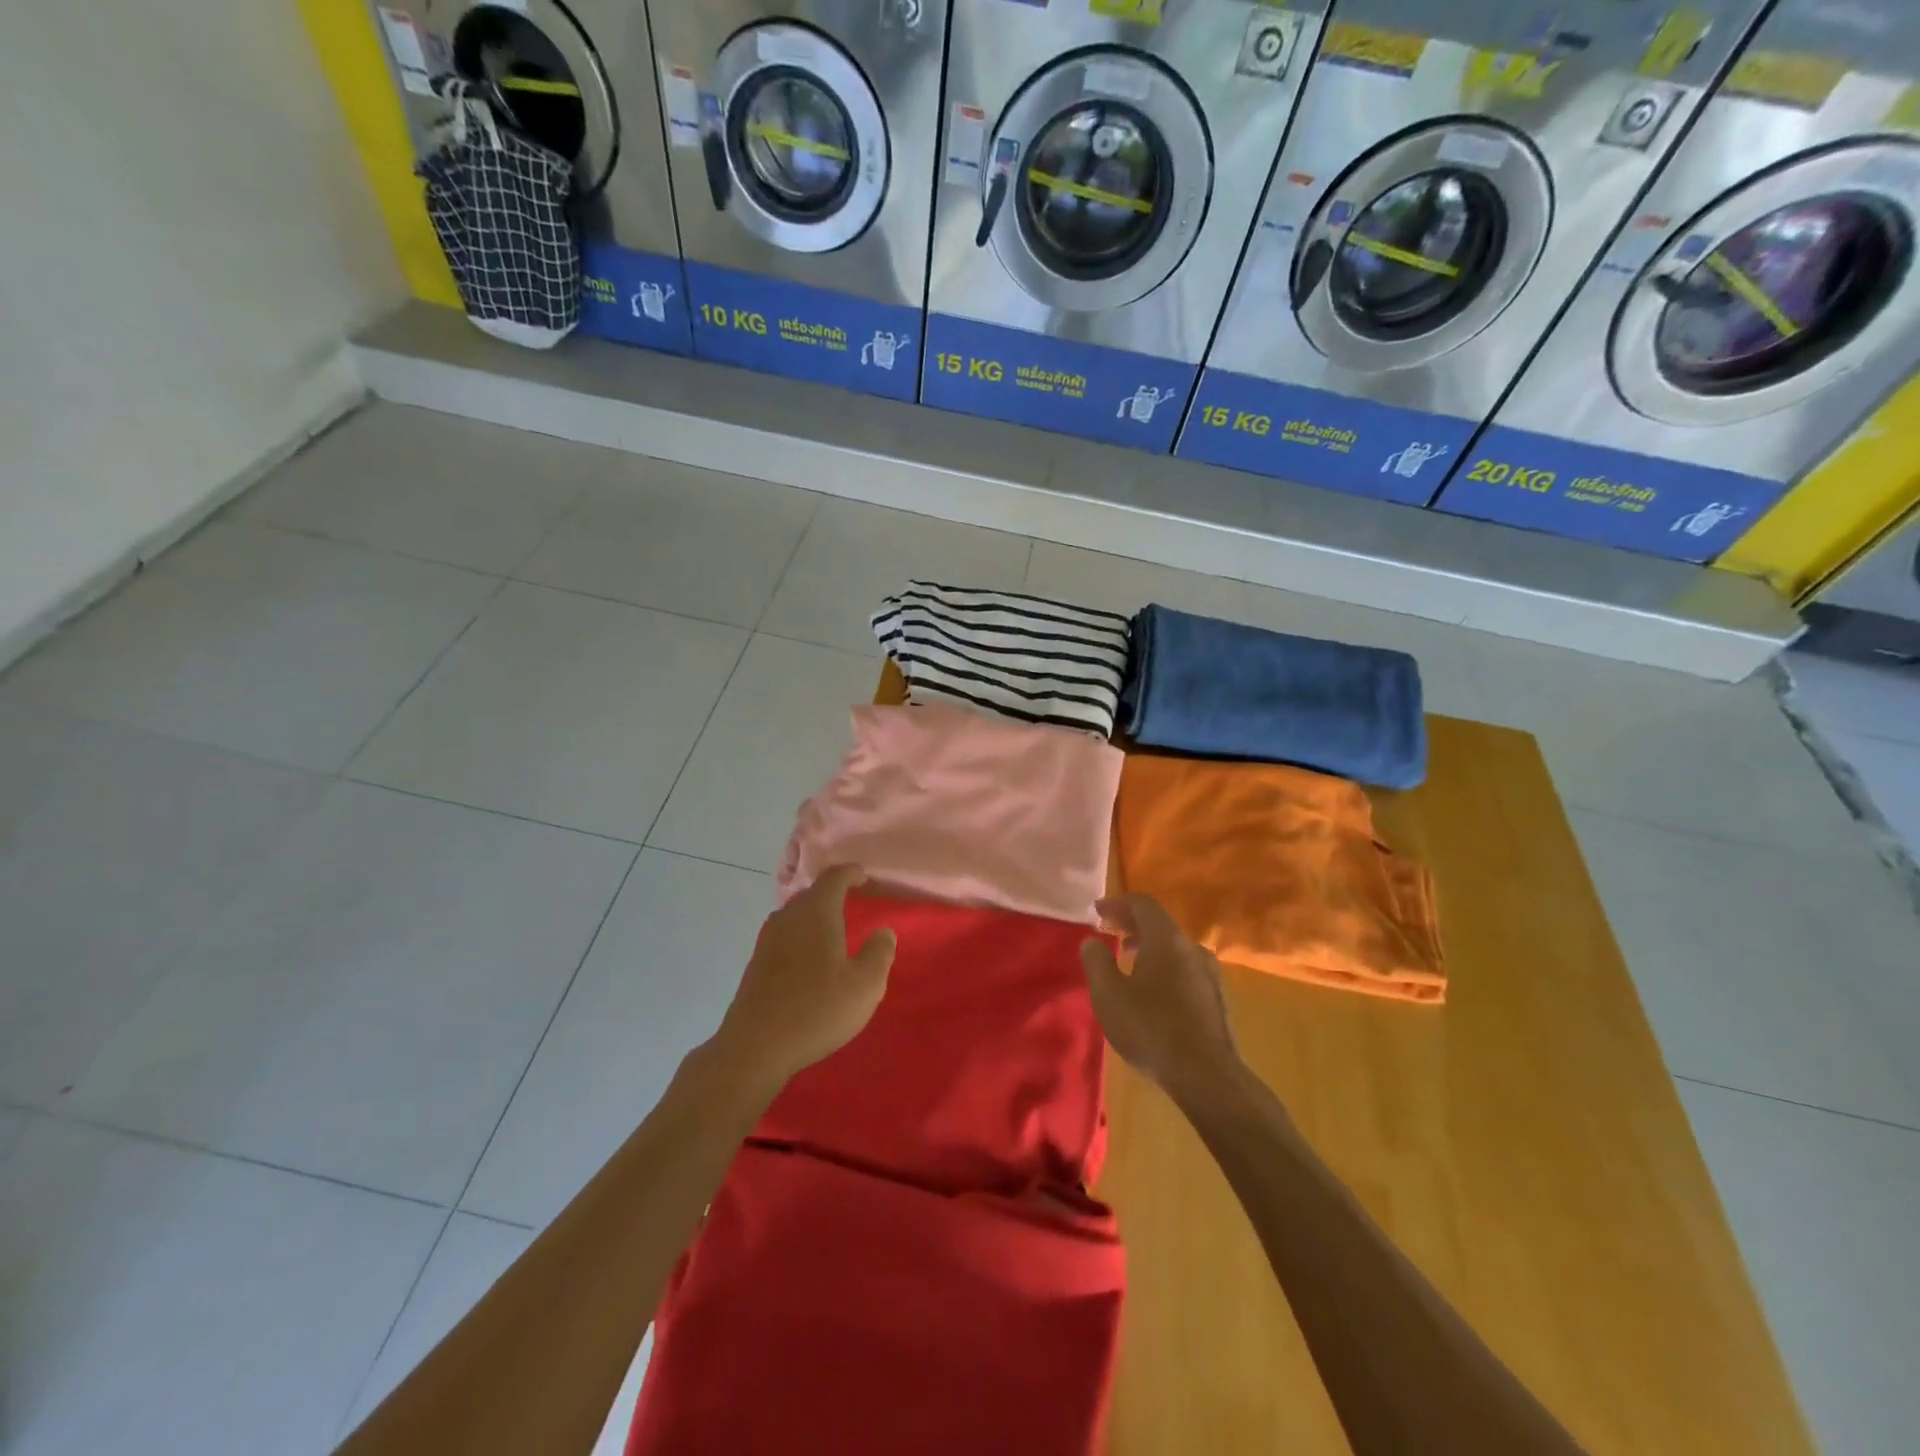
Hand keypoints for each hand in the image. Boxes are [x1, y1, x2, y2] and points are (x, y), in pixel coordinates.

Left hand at [712, 865, 896, 1089]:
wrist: (755, 1047)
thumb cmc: (817, 1010)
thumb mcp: (865, 985)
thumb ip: (880, 952)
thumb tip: (883, 931)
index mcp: (816, 912)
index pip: (834, 877)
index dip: (851, 874)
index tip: (865, 878)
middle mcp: (789, 917)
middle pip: (813, 893)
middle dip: (834, 893)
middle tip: (855, 903)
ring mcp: (768, 939)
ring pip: (796, 914)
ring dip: (816, 916)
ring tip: (835, 931)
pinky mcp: (757, 962)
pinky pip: (785, 935)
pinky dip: (802, 936)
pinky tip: (811, 959)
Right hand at [1081, 894, 1239, 1099]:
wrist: (1208, 1076)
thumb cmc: (1151, 1029)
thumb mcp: (1108, 995)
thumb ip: (1096, 962)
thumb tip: (1092, 941)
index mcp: (1166, 939)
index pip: (1143, 904)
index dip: (1118, 903)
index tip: (1097, 911)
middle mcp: (1192, 948)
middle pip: (1160, 923)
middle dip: (1131, 924)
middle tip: (1109, 932)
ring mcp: (1209, 972)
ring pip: (1174, 947)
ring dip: (1148, 946)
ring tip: (1127, 961)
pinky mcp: (1217, 997)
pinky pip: (1185, 967)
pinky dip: (1164, 965)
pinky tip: (1153, 990)